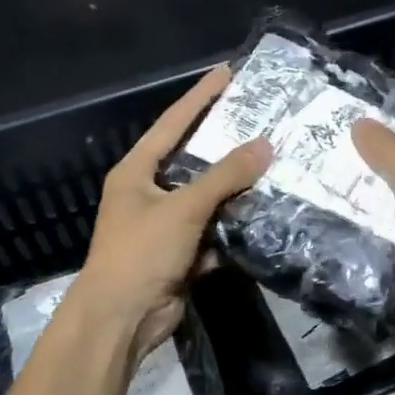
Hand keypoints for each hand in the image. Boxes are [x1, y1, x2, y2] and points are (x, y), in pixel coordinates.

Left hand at [70, 65, 270, 357]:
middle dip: (226, 144)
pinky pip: (213, 230)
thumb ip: (224, 176)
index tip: (228, 73)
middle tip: (262, 119)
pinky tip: (262, 212)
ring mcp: (165, 224)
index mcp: (136, 172)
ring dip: (235, 188)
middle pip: (193, 160)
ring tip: (273, 164)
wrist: (121, 321)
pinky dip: (232, 225)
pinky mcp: (180, 253)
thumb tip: (265, 146)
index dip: (200, 97)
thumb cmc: (141, 252)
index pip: (172, 123)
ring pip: (208, 197)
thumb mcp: (183, 208)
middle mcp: (149, 192)